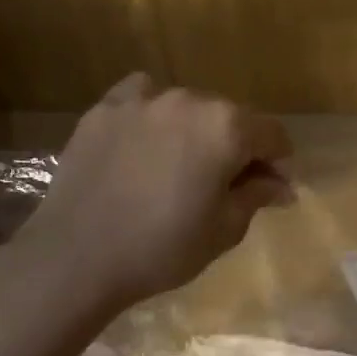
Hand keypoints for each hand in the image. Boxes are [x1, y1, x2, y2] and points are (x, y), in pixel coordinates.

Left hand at [16, 73, 293, 313]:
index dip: (278, 162)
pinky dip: (152, 115)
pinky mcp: (104, 108)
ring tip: (179, 166)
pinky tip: (145, 141)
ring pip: (186, 107)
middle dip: (237, 146)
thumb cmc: (162, 248)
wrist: (76, 256)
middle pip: (229, 117)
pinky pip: (142, 99)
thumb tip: (280, 184)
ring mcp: (142, 100)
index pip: (271, 134)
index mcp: (226, 127)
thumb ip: (257, 195)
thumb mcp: (224, 229)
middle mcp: (188, 100)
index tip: (271, 189)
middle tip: (226, 183)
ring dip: (194, 131)